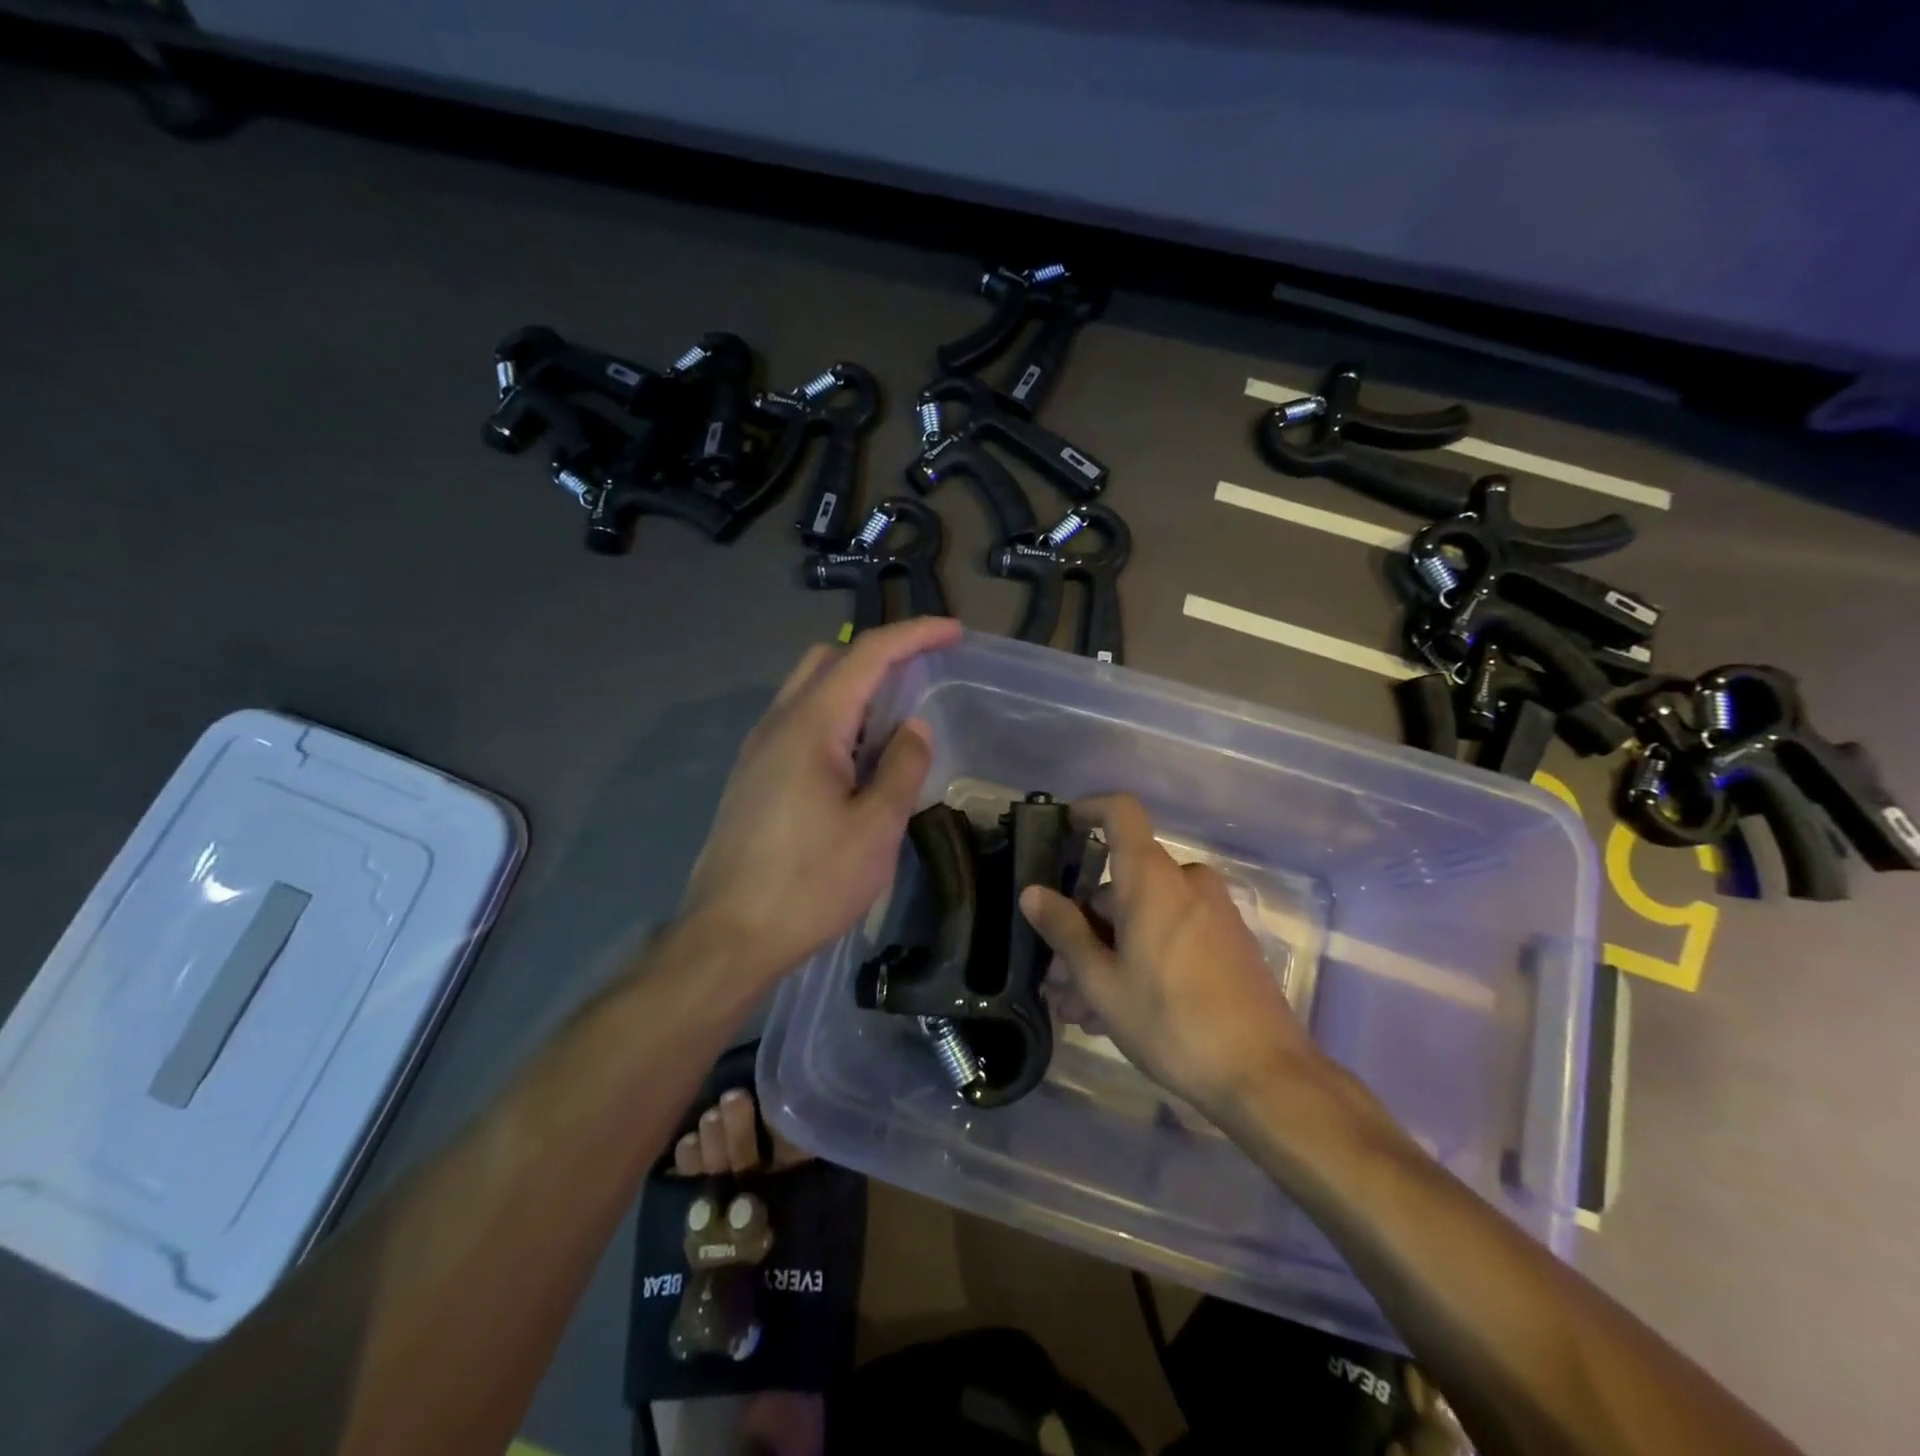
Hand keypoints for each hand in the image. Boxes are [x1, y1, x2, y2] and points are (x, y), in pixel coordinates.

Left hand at [682, 617, 962, 981]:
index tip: (953, 631)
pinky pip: (798, 723)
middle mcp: (777, 723)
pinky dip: (835, 719)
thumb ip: (902, 767)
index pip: (866, 655)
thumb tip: (914, 728)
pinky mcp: (753, 776)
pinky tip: (857, 759)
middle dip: (878, 655)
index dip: (913, 635)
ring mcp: (758, 750)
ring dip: (854, 688)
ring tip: (896, 720)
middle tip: (921, 675)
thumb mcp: (875, 829)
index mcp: (810, 726)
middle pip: (828, 660)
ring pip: (809, 691)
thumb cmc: (809, 884)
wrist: (728, 937)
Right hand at [1019, 794, 1328, 1120]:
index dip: (1089, 810)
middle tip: (1060, 980)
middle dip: (1085, 926)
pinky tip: (1120, 1010)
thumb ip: (1065, 930)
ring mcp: (1211, 912)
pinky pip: (1171, 932)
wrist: (1264, 1075)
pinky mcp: (1227, 942)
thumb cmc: (1171, 1022)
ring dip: (1109, 953)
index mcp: (1153, 879)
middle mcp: (1185, 882)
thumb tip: (1033, 892)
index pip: (1121, 813)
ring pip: (1144, 916)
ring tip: (1084, 1010)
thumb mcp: (1103, 982)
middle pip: (1122, 884)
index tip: (1063, 828)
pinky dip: (1141, 957)